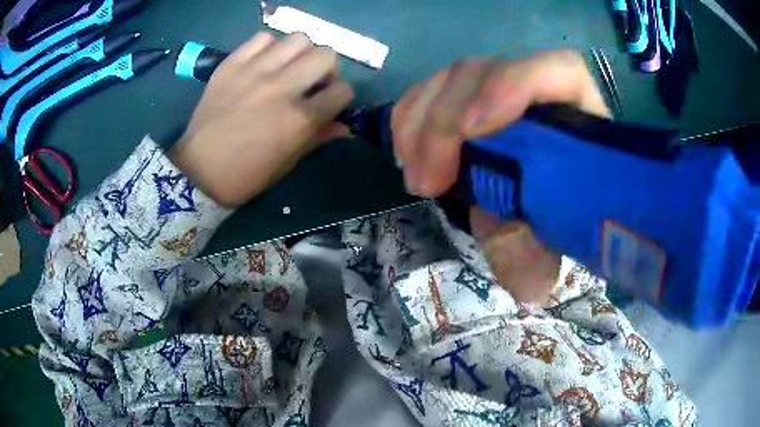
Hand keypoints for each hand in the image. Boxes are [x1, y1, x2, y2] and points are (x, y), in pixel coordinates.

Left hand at [171, 32, 353, 206]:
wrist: (199, 170)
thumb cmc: (247, 174)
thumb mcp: (288, 162)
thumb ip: (318, 138)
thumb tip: (345, 127)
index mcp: (299, 119)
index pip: (342, 91)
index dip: (340, 97)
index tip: (329, 102)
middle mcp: (282, 88)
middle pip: (326, 55)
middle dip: (326, 69)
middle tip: (311, 81)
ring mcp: (255, 72)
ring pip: (298, 39)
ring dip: (300, 53)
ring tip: (287, 67)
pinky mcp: (232, 65)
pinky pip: (262, 39)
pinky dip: (268, 47)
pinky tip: (263, 63)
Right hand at [393, 51, 609, 304]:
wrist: (561, 188)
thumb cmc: (571, 204)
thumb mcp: (557, 234)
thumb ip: (541, 248)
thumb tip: (525, 287)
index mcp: (581, 107)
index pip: (556, 70)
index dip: (510, 86)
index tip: (470, 131)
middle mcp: (543, 84)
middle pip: (486, 71)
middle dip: (444, 122)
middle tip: (425, 183)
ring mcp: (505, 83)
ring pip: (454, 78)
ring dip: (420, 123)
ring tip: (413, 174)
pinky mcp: (475, 94)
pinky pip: (434, 90)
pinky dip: (412, 117)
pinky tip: (406, 151)